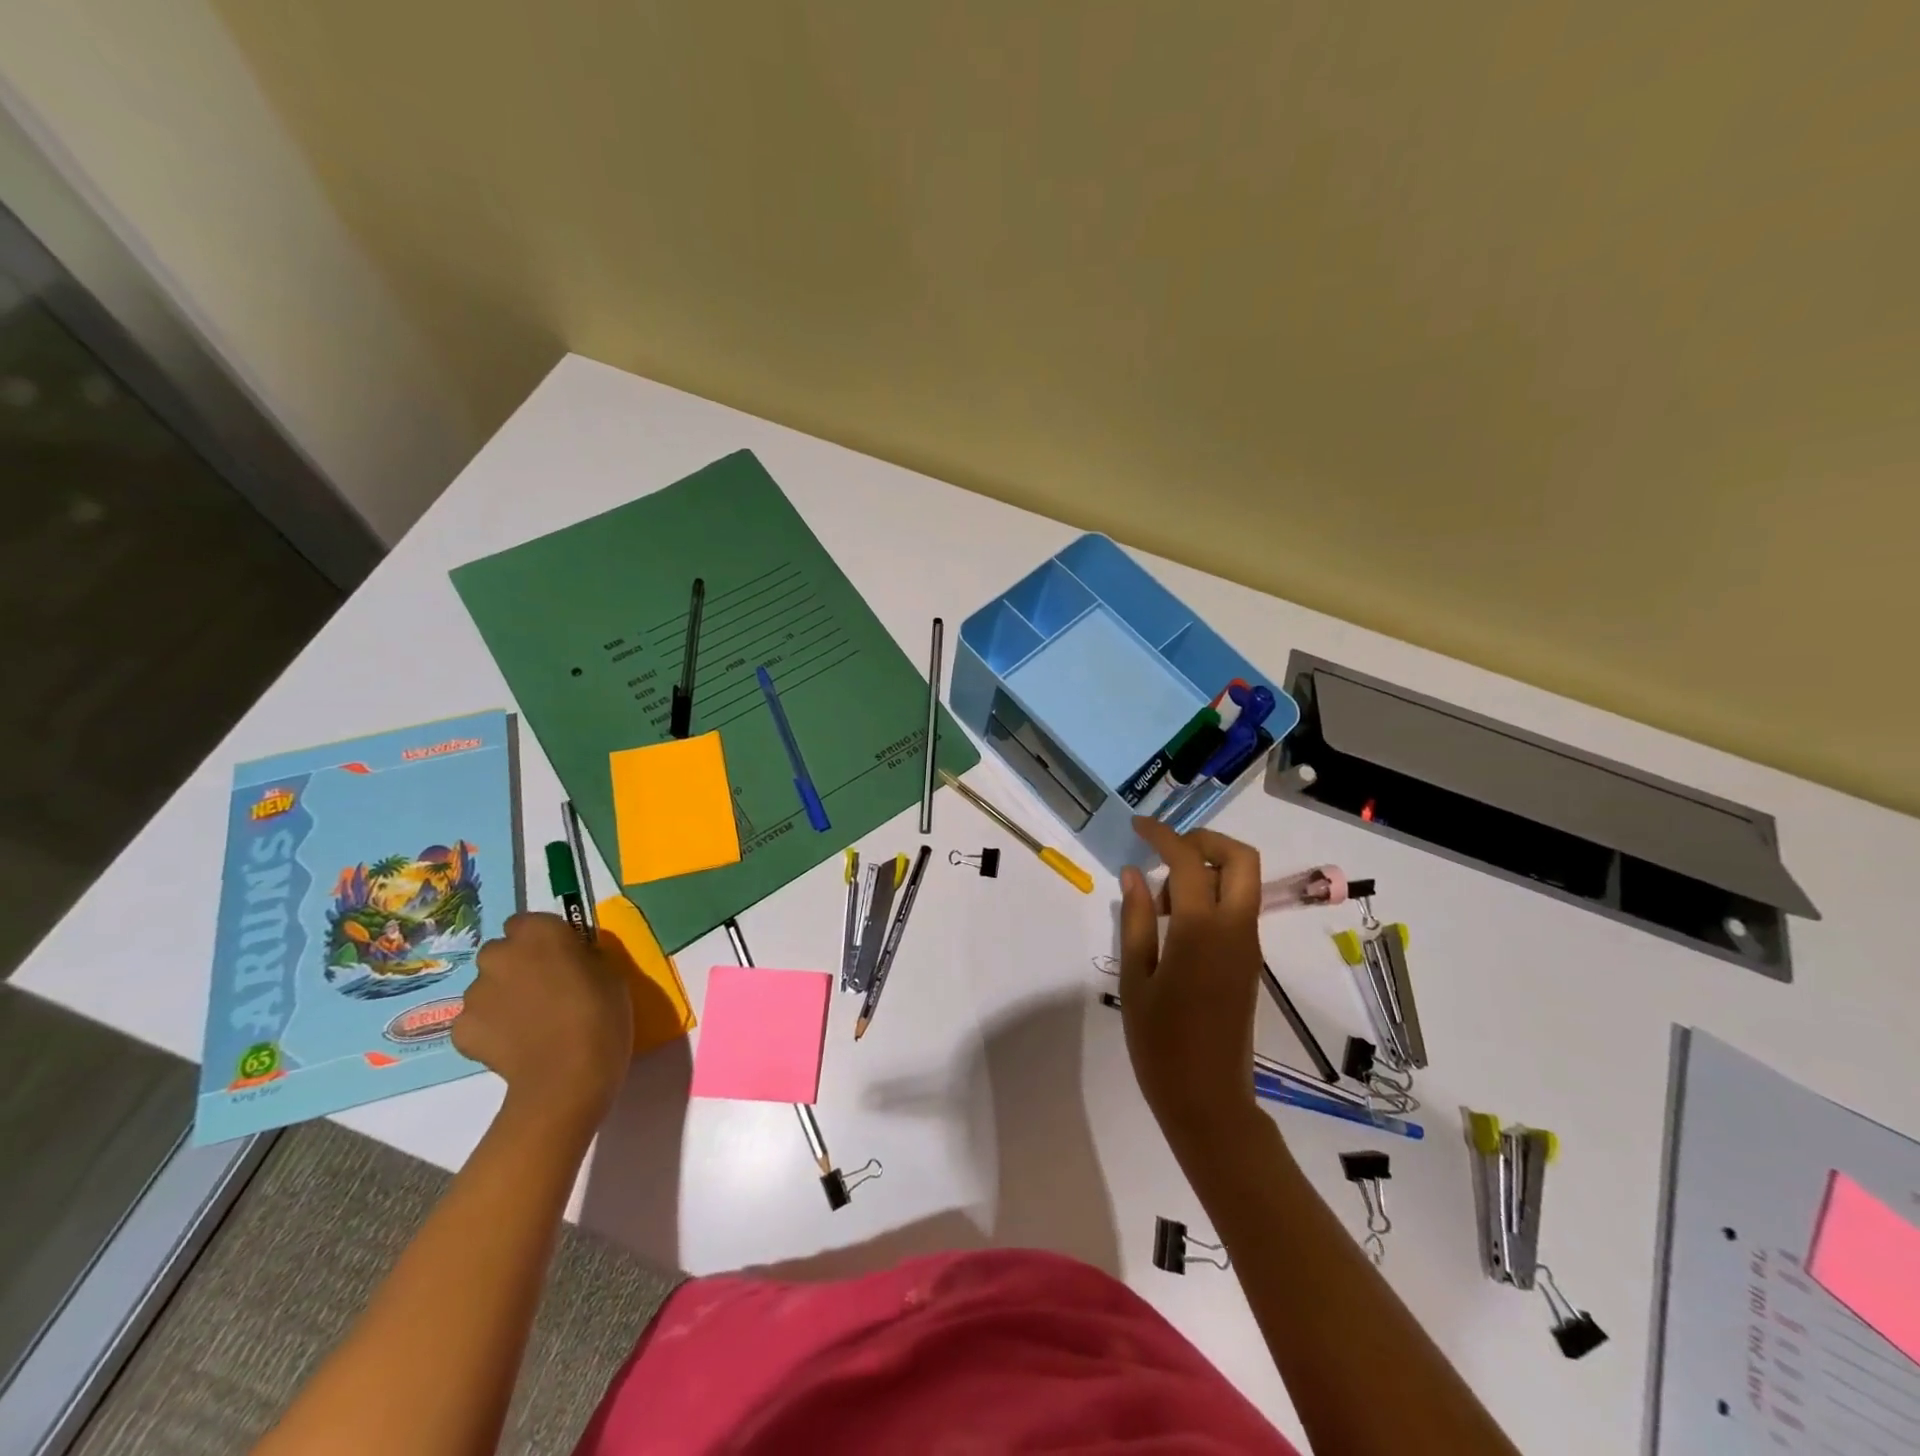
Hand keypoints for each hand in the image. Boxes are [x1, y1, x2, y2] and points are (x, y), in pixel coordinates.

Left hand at [452, 912, 632, 1135]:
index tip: (558, 958)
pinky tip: (513, 1045)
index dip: (541, 940)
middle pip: (501, 952)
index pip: (526, 922)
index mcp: (539, 932)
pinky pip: (475, 1021)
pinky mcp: (460, 1029)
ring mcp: (474, 993)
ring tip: (528, 1024)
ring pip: (486, 987)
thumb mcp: (610, 972)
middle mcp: (499, 954)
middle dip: (516, 965)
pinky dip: (489, 1029)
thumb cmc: (601, 1014)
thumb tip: (570, 959)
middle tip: (542, 990)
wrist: (567, 1076)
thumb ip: (582, 956)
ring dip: (502, 997)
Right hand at [1118, 817, 1265, 1151]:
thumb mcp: (1135, 978)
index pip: (1188, 861)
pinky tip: (1175, 922)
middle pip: (1240, 858)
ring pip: (1242, 881)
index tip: (1137, 827)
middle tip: (1166, 849)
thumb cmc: (1160, 1043)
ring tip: (1161, 899)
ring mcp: (1248, 945)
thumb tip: (1132, 874)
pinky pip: (1237, 908)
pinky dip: (1211, 895)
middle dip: (1205, 840)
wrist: (1208, 1100)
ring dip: (1206, 870)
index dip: (1162, 836)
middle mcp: (1235, 929)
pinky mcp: (1249, 962)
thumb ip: (1136, 920)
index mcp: (1202, 930)